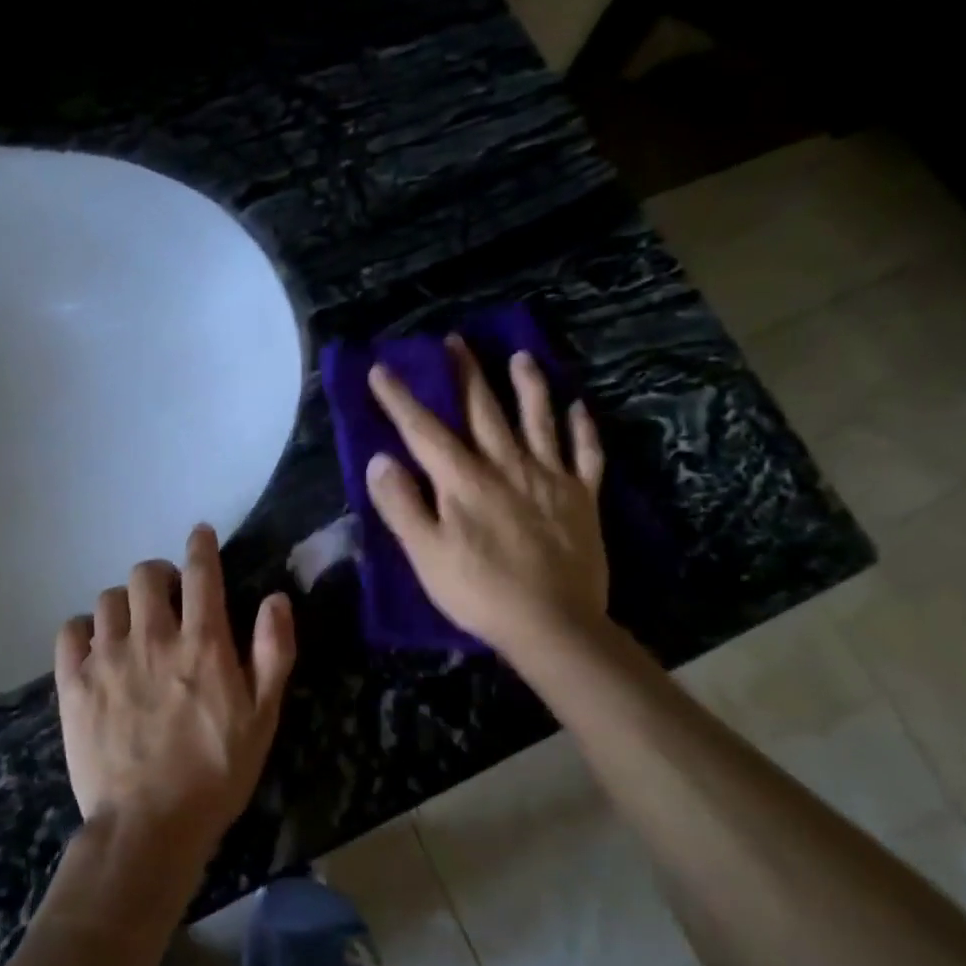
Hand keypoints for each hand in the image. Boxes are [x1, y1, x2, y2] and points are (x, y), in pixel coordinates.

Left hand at [54, 524, 295, 872]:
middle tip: (167, 597)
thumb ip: (274, 652)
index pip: (201, 573)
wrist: (149, 826)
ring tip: (132, 627)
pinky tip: (95, 647)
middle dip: (159, 575)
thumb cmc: (216, 774)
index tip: (200, 534)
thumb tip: (276, 599)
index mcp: (202, 644)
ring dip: (124, 604)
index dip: (201, 546)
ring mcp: (107, 659)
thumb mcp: (263, 717)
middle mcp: (152, 639)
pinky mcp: (74, 683)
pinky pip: (70, 631)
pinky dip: (84, 630)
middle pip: (146, 575)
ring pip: (107, 599)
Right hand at [365, 336, 608, 657]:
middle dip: (465, 374)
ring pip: (538, 420)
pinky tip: (579, 408)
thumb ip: (402, 505)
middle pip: (482, 410)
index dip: (400, 399)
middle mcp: (507, 466)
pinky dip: (582, 428)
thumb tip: (380, 460)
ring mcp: (549, 478)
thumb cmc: (480, 592)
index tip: (382, 368)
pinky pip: (585, 454)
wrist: (554, 624)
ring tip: (521, 357)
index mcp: (464, 480)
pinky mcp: (583, 497)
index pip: (424, 430)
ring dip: (528, 386)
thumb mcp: (426, 555)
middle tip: (455, 341)